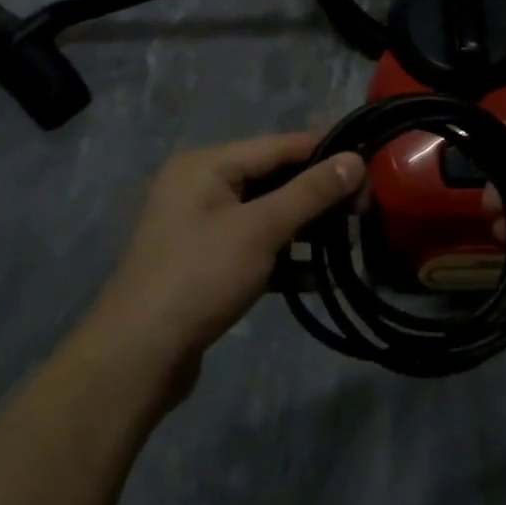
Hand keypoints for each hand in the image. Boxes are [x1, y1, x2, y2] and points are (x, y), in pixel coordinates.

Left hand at [92, 133, 363, 393]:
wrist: (137, 359)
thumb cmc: (200, 277)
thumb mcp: (261, 229)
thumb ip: (310, 192)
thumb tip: (356, 160)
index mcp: (206, 165)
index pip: (278, 145)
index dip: (324, 151)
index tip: (369, 161)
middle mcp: (200, 187)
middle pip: (272, 178)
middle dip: (317, 193)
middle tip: (364, 207)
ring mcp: (201, 227)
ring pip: (265, 214)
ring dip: (304, 227)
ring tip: (349, 238)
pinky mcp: (205, 264)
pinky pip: (253, 246)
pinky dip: (283, 257)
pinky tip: (317, 276)